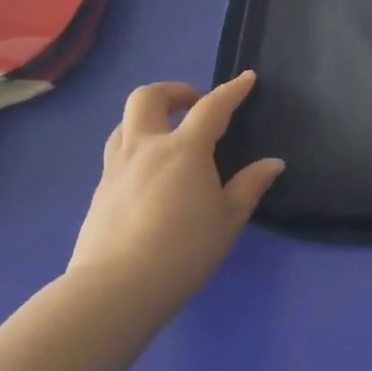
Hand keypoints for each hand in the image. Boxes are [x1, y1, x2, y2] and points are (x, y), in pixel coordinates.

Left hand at [67, 71, 282, 325]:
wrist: (114, 291)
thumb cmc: (182, 250)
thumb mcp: (228, 220)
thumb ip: (250, 186)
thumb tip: (273, 163)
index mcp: (184, 149)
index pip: (212, 107)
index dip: (232, 90)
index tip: (247, 79)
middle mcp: (146, 148)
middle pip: (148, 98)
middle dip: (174, 91)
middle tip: (194, 105)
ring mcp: (116, 169)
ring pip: (125, 123)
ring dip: (148, 118)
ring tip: (168, 136)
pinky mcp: (99, 193)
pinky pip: (116, 154)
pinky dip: (136, 149)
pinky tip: (149, 176)